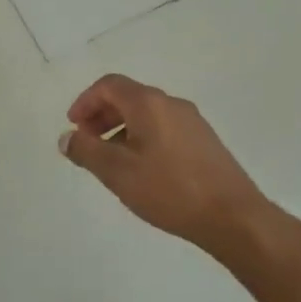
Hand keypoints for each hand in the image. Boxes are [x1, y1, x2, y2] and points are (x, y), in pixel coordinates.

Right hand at [60, 75, 300, 301]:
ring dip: (121, 129)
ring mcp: (192, 122)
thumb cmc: (169, 190)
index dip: (86, 101)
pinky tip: (141, 170)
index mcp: (149, 103)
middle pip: (129, 97)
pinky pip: (164, 128)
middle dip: (101, 116)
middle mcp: (172, 104)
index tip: (73, 127)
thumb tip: (67, 138)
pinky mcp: (205, 141)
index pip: (109, 85)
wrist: (233, 216)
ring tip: (111, 162)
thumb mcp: (117, 172)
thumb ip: (86, 151)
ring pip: (147, 115)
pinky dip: (142, 138)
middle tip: (87, 143)